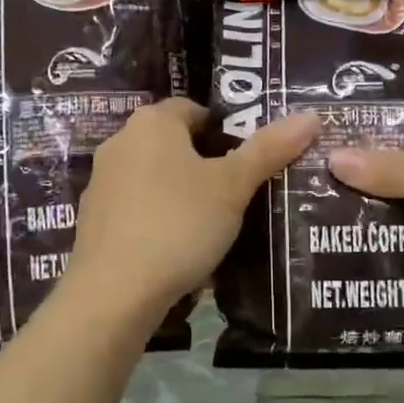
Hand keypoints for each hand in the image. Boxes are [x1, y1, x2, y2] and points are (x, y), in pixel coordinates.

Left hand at [68, 99, 318, 321]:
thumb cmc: (179, 223)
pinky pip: (137, 209)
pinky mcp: (92, 220)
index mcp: (152, 123)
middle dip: (206, 164)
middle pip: (174, 143)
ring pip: (155, 178)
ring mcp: (101, 182)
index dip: (226, 130)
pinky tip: (181, 250)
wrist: (113, 292)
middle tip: (240, 192)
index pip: (195, 109)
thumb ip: (269, 149)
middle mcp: (120, 142)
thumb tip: (311, 116)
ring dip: (182, 193)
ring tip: (215, 223)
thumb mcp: (233, 186)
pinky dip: (159, 220)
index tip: (249, 160)